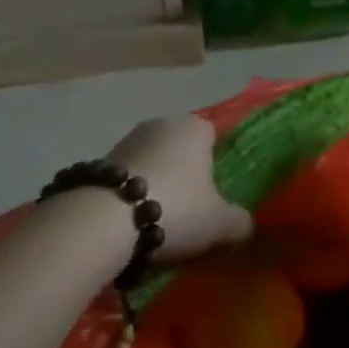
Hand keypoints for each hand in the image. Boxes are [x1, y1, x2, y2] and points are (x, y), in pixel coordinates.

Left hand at [108, 114, 253, 263]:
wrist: (105, 219)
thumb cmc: (176, 208)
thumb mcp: (219, 223)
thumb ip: (240, 222)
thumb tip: (247, 225)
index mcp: (196, 127)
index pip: (214, 138)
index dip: (216, 166)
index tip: (215, 196)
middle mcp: (163, 123)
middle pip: (181, 150)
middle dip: (185, 176)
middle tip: (190, 211)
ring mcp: (129, 139)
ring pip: (153, 163)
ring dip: (156, 185)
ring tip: (158, 222)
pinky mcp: (101, 160)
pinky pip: (127, 177)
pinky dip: (131, 195)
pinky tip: (131, 223)